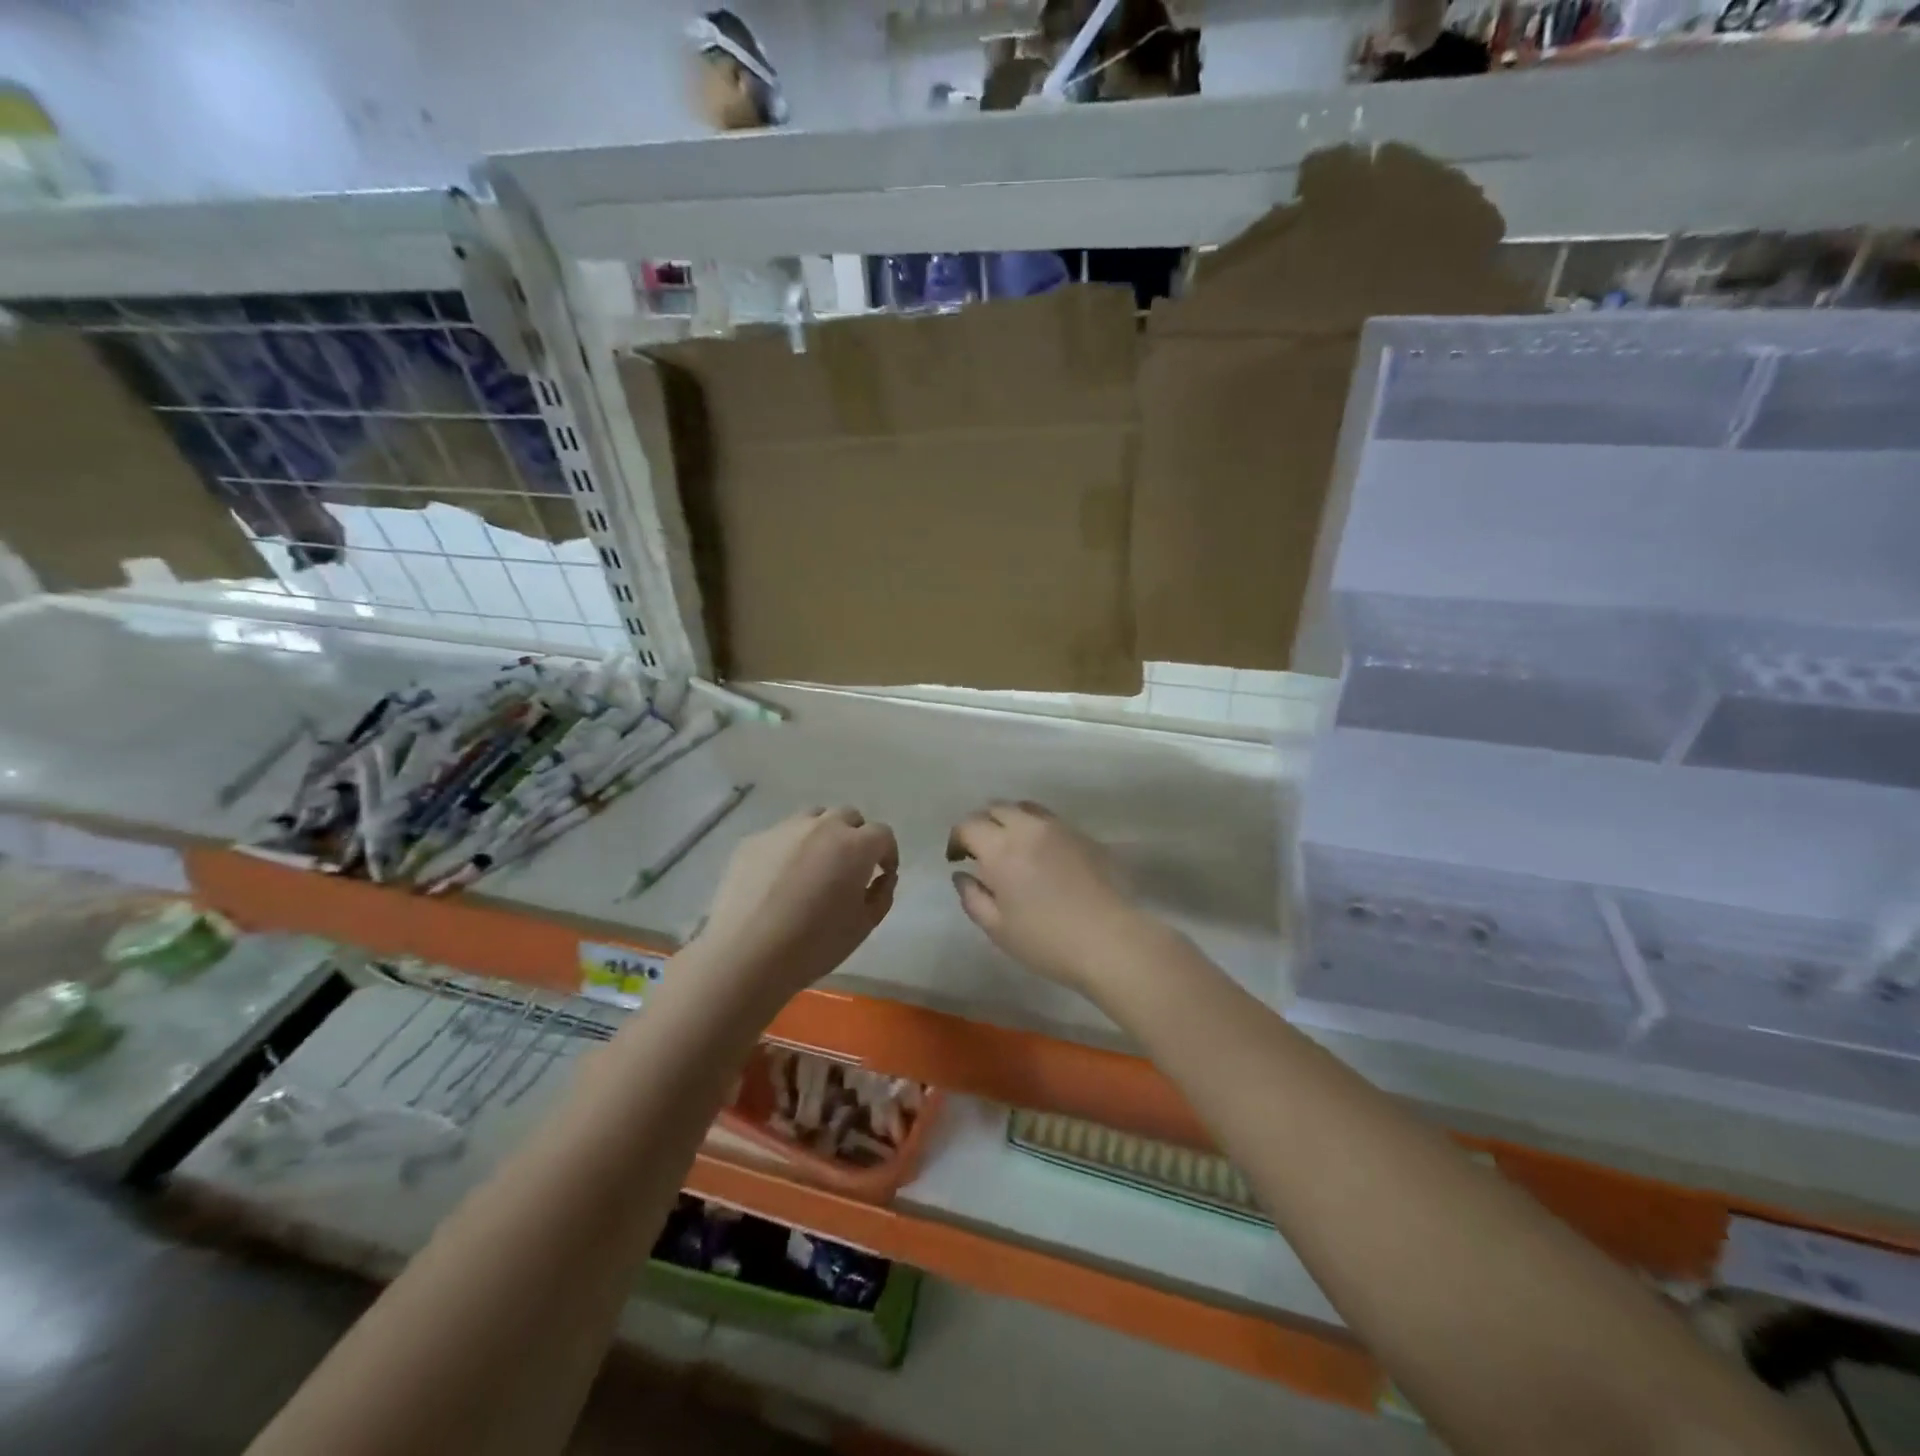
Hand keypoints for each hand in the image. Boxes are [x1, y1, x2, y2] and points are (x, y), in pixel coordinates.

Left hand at [698, 808, 898, 995]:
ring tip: (815, 867)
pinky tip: (779, 880)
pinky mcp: (753, 841)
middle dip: (856, 837)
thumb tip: (882, 877)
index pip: (882, 834)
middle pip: (848, 817)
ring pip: (813, 819)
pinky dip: (789, 849)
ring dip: (823, 835)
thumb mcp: (863, 926)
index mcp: (855, 846)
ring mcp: (784, 830)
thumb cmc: (814, 944)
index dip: (887, 853)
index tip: (882, 874)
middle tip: (850, 868)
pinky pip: (781, 835)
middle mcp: (822, 827)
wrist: (745, 955)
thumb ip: (881, 894)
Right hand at [947, 801, 1153, 996]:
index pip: (968, 825)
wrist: (1111, 941)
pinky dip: (1034, 827)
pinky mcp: (1083, 835)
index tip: (957, 859)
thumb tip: (962, 874)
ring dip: (1009, 820)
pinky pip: (1049, 819)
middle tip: (980, 851)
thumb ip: (972, 897)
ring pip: (1024, 807)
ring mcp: (1059, 828)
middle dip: (981, 824)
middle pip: (996, 808)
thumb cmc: (1047, 941)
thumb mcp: (997, 928)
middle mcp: (1028, 828)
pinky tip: (1040, 853)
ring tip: (1010, 846)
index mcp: (1001, 849)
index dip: (957, 839)